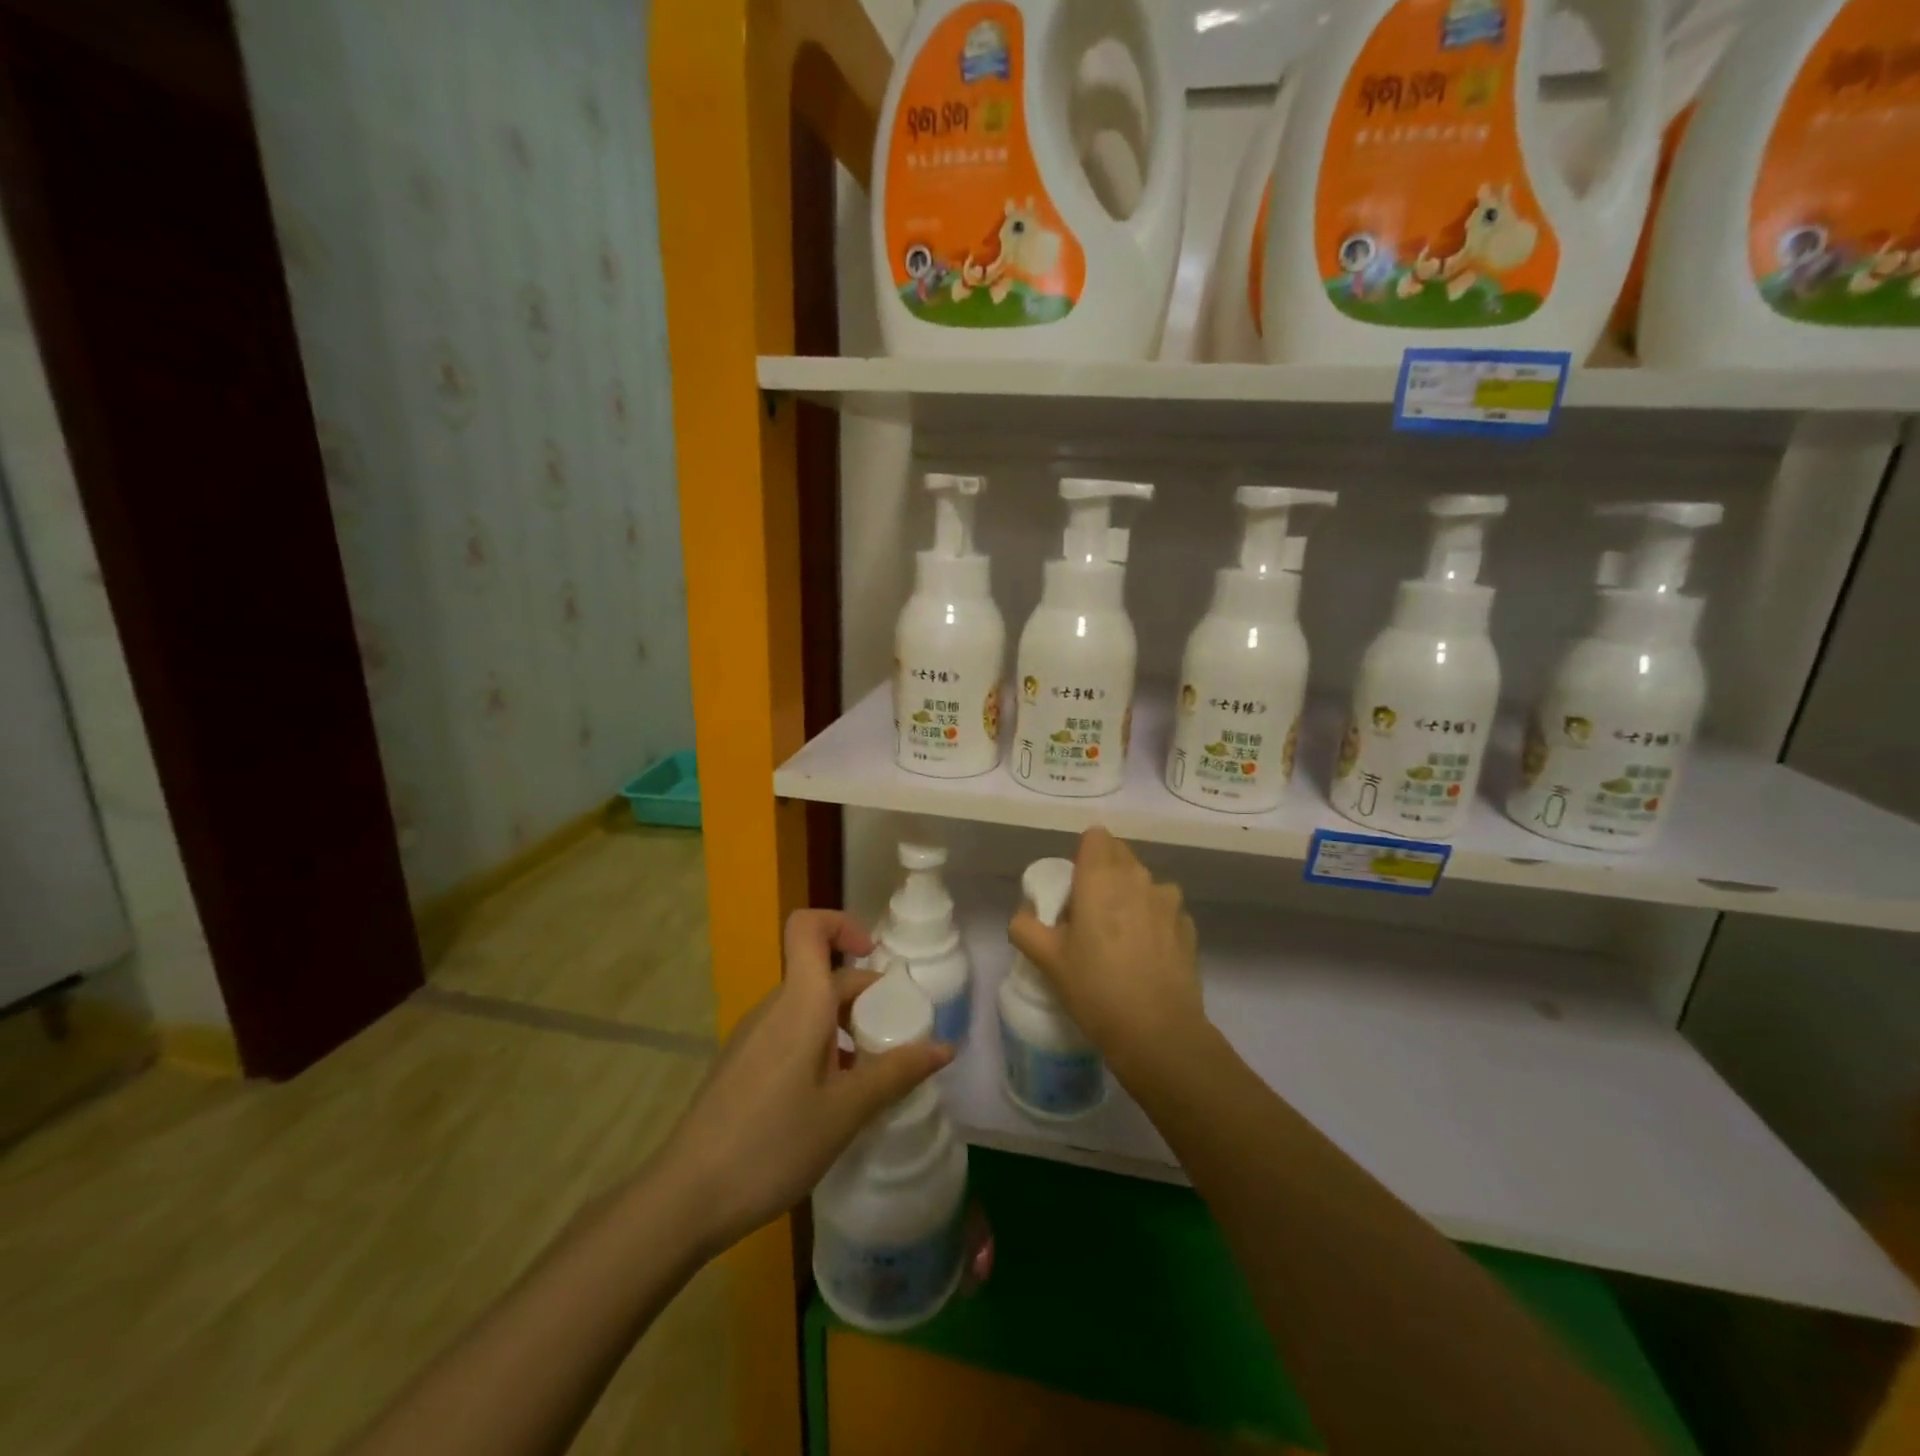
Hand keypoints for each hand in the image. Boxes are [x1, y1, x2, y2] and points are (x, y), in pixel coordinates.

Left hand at [657, 910, 951, 1255]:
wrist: (686, 1197)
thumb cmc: (772, 1144)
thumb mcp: (845, 1112)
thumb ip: (896, 1073)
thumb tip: (945, 1047)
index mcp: (800, 1003)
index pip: (808, 927)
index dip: (843, 926)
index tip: (876, 960)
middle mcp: (774, 1007)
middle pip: (822, 974)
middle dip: (865, 995)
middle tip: (898, 1038)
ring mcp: (753, 1035)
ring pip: (809, 1007)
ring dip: (845, 1025)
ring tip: (871, 1073)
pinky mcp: (743, 1063)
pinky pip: (791, 1033)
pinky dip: (821, 1046)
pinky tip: (834, 1097)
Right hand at [1007, 828, 1202, 1068]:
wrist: (1158, 1033)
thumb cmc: (1095, 988)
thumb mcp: (1046, 959)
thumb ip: (1025, 926)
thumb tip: (1026, 912)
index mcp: (1101, 877)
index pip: (1095, 836)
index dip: (1083, 855)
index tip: (1074, 887)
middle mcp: (1139, 877)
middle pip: (1120, 855)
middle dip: (1104, 873)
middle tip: (1089, 914)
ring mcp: (1169, 901)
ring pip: (1144, 883)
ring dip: (1131, 896)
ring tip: (1119, 939)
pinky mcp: (1188, 926)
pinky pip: (1163, 909)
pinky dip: (1153, 921)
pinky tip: (1145, 957)